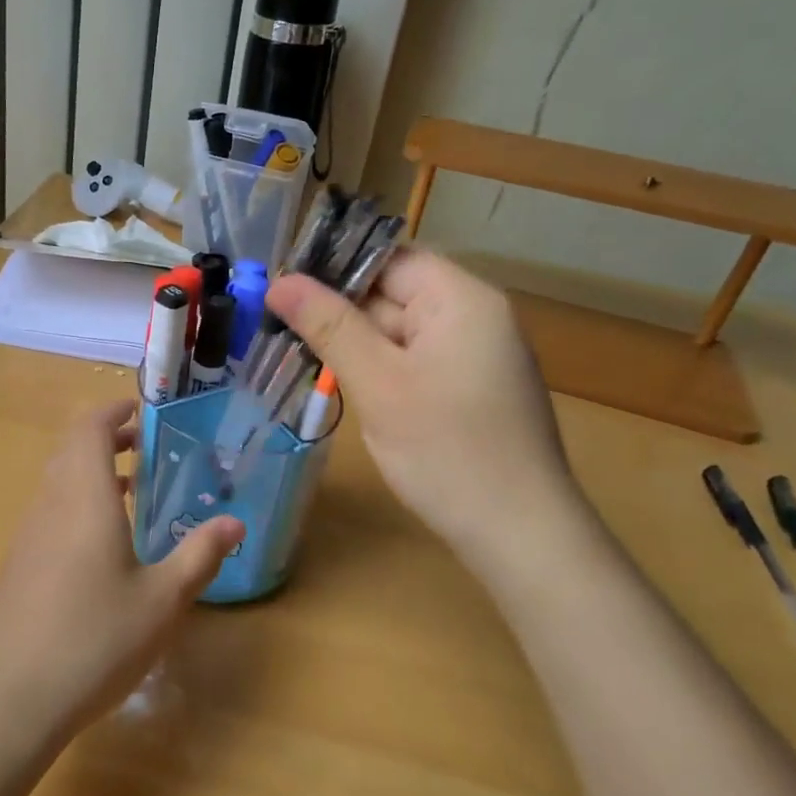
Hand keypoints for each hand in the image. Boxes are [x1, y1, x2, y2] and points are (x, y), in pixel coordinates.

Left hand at [0, 401, 242, 739]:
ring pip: (58, 480)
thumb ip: (200, 556)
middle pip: (71, 449)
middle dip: (106, 438)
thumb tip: (235, 523)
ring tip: (133, 488)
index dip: (113, 411)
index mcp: (85, 497)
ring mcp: (29, 533)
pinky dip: (77, 501)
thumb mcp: (163, 599)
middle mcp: (51, 503)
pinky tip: (103, 542)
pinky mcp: (20, 563)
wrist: (14, 696)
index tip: (140, 410)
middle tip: (144, 446)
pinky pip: (50, 509)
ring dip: (91, 471)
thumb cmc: (97, 638)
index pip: (89, 429)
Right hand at [266, 248, 581, 563]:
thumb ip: (328, 325)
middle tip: (275, 327)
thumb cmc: (447, 451)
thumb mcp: (378, 383)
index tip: (281, 288)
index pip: (387, 258)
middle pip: (392, 294)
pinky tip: (341, 385)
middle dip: (337, 312)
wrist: (520, 536)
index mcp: (461, 299)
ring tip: (296, 356)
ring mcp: (475, 355)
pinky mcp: (470, 389)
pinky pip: (413, 362)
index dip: (333, 268)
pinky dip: (377, 369)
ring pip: (398, 332)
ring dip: (353, 345)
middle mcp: (474, 316)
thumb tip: (280, 280)